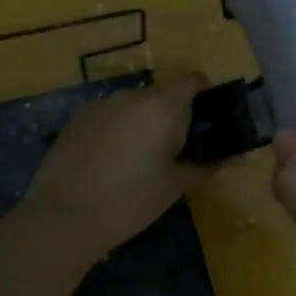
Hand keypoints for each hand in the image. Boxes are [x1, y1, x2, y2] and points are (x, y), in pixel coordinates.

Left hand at [23, 74, 210, 258]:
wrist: (66, 214)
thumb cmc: (131, 200)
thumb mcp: (174, 186)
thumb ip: (204, 167)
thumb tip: (229, 161)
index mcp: (163, 106)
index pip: (193, 81)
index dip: (204, 96)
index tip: (207, 122)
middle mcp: (132, 95)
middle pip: (161, 94)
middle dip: (172, 115)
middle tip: (176, 149)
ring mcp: (100, 104)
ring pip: (132, 105)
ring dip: (142, 122)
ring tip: (140, 158)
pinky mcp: (76, 119)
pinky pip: (108, 116)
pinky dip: (117, 130)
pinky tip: (111, 161)